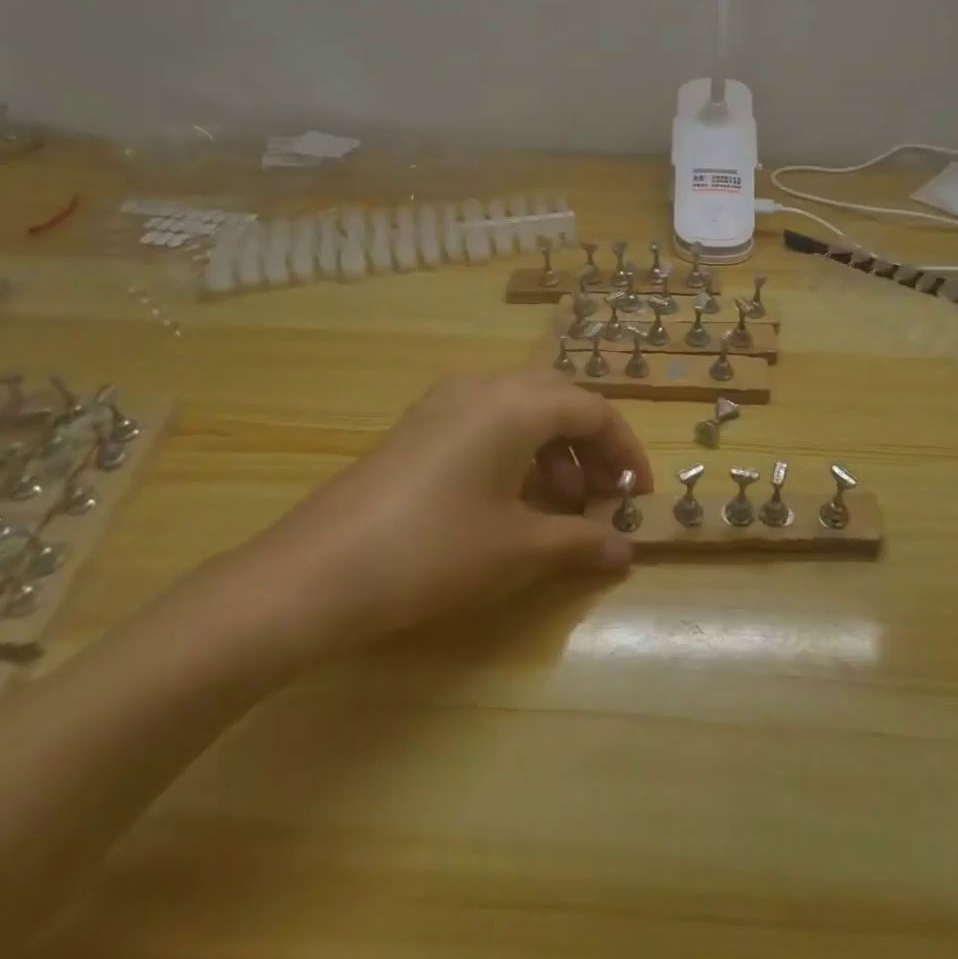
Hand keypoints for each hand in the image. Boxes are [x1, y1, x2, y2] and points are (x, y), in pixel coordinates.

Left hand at [241, 369, 651, 654]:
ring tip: (557, 507)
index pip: (594, 410)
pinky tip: (508, 501)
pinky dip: (515, 451)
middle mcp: (484, 387)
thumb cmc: (435, 550)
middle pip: (558, 400)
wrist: (319, 571)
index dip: (625, 451)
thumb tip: (626, 550)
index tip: (638, 496)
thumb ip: (581, 542)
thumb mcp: (518, 549)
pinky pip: (486, 422)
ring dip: (552, 450)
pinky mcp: (419, 425)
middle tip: (599, 497)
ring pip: (521, 410)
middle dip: (589, 447)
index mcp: (517, 403)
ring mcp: (445, 402)